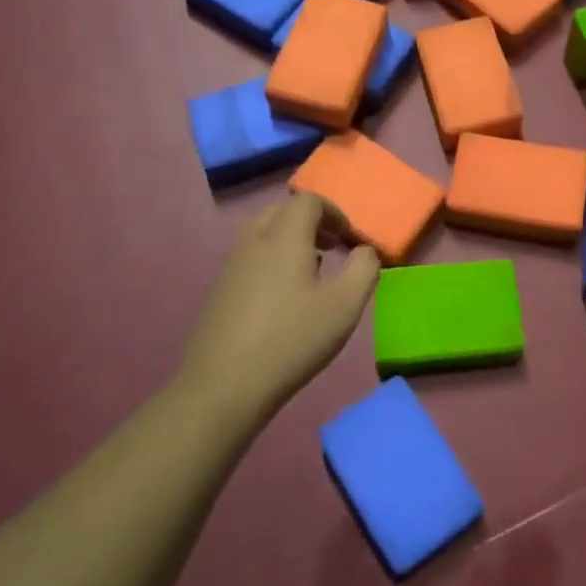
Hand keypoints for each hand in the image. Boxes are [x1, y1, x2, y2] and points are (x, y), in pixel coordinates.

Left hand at [180, 193, 379, 421]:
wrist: (224, 385)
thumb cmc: (292, 339)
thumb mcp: (345, 306)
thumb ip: (364, 269)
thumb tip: (365, 250)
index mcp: (284, 236)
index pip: (308, 200)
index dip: (333, 212)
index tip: (349, 237)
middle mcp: (254, 240)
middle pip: (282, 210)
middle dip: (311, 220)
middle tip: (332, 245)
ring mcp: (231, 264)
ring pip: (263, 232)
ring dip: (290, 239)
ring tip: (312, 269)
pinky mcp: (219, 289)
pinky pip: (250, 255)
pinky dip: (272, 258)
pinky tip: (284, 295)